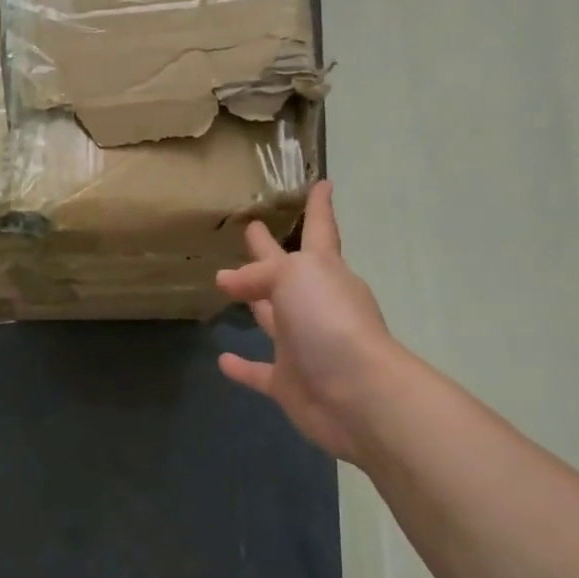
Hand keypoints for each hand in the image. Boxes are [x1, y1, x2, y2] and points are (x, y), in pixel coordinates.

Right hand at [216, 181, 403, 468]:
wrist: (355, 394)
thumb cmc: (330, 321)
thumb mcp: (294, 277)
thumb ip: (259, 273)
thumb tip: (227, 280)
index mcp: (324, 273)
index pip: (320, 231)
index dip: (320, 208)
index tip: (322, 183)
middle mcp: (314, 306)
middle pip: (287, 272)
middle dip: (271, 250)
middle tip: (251, 230)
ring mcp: (302, 346)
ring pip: (272, 318)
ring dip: (254, 302)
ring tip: (225, 285)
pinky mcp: (288, 383)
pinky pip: (259, 372)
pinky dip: (242, 366)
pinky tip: (223, 359)